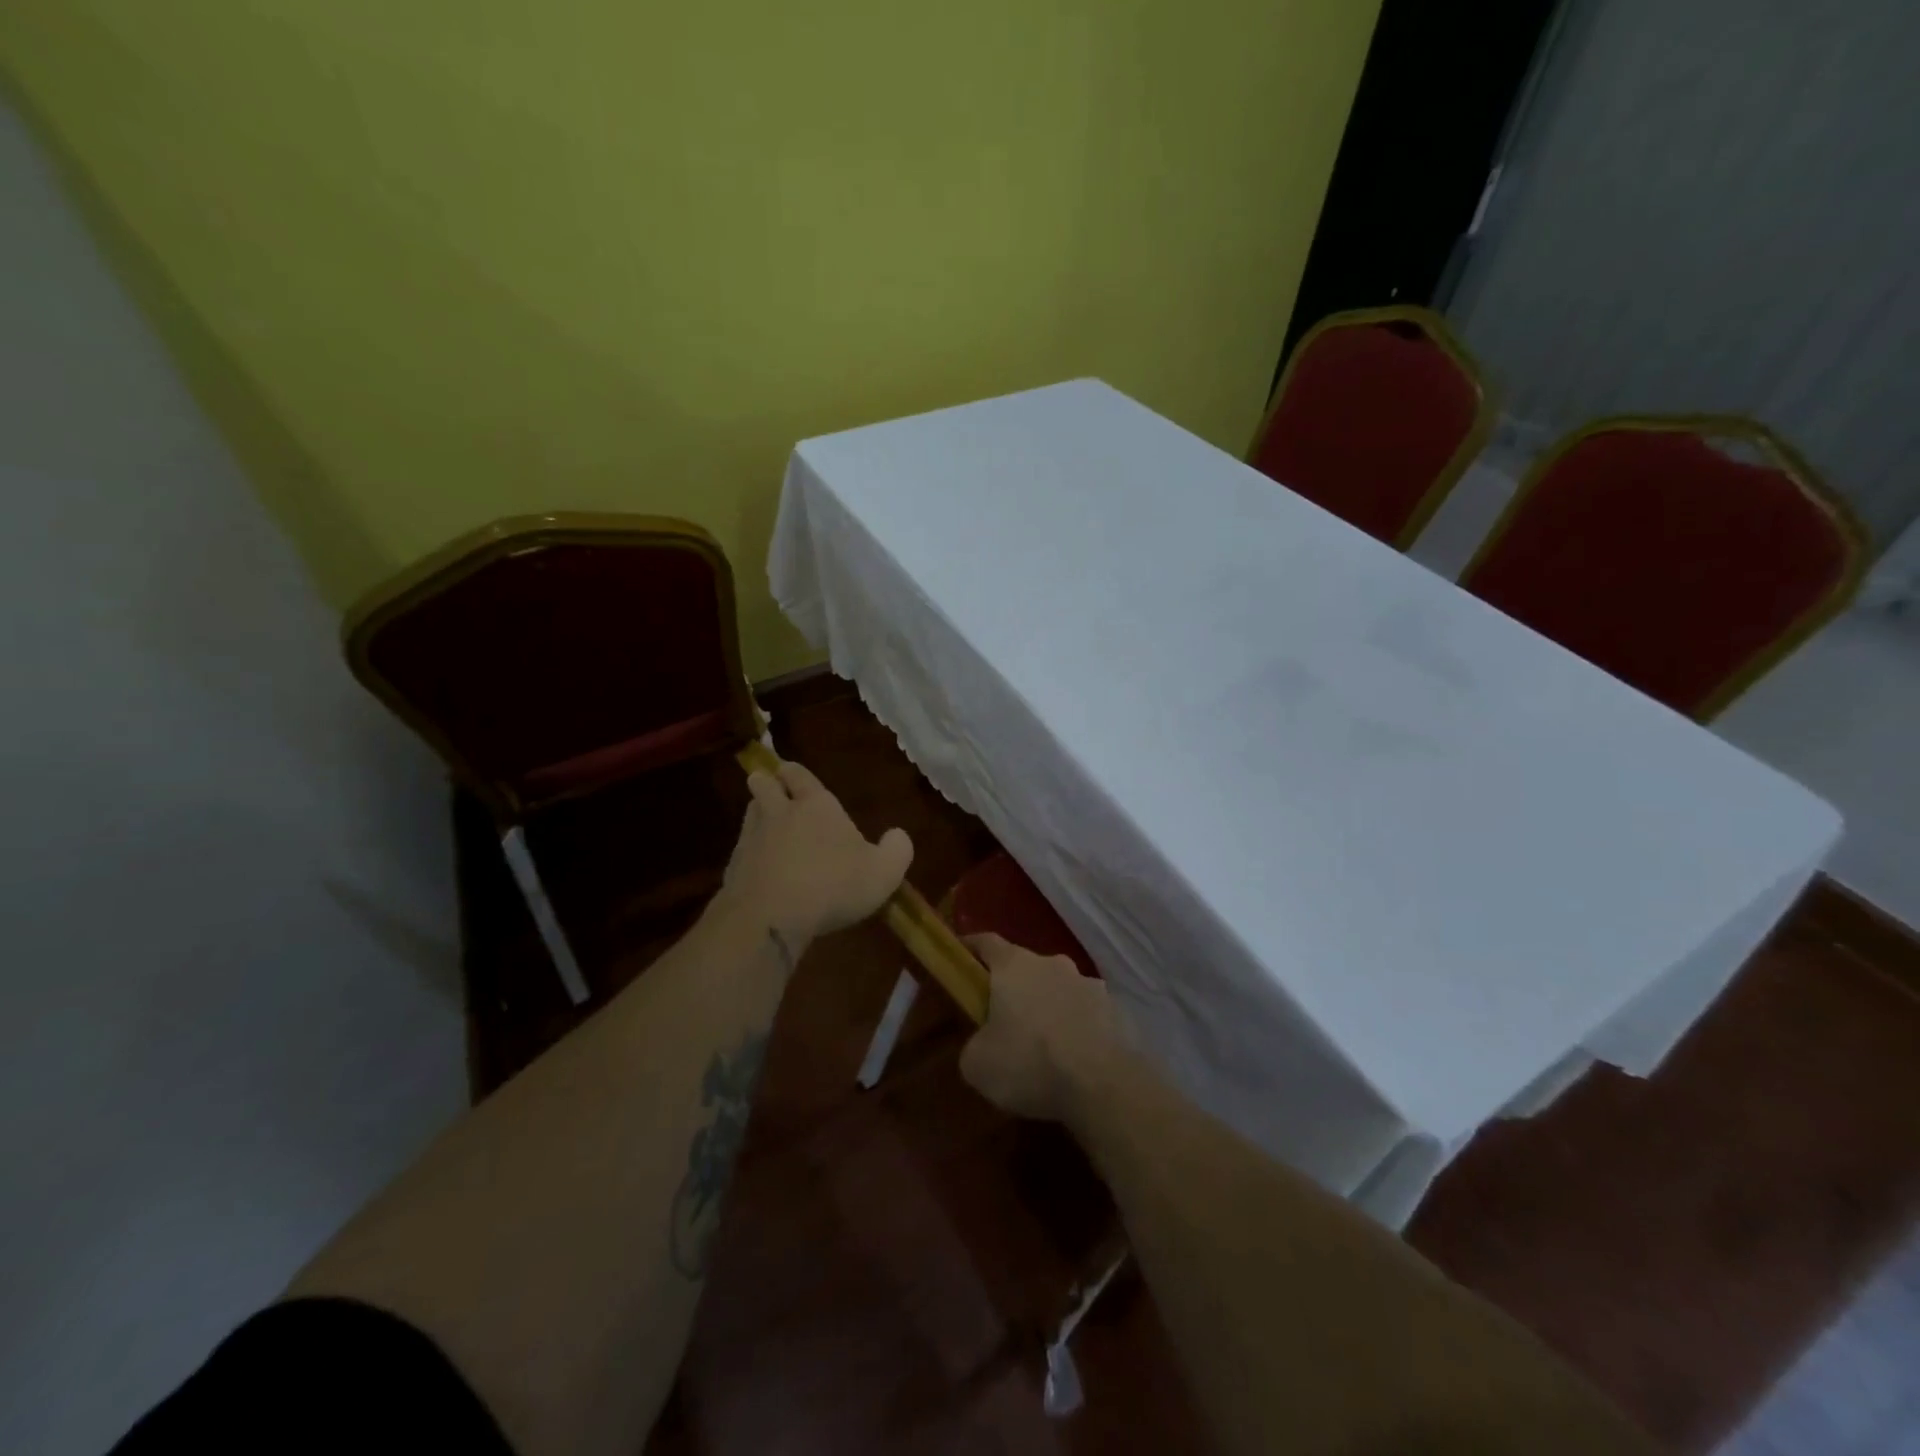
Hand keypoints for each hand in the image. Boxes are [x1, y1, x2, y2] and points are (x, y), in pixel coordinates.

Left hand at [720, 759, 912, 949]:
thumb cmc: (834, 885)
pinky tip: (758, 864)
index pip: (800, 776)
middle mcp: (780, 813)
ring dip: (756, 812)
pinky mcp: (733, 867)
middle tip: (768, 784)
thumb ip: (896, 850)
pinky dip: (748, 850)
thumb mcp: (883, 872)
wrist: (772, 917)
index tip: (789, 770)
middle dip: (766, 782)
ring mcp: (752, 839)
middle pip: (765, 785)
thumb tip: (899, 835)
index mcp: (816, 805)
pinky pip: (741, 848)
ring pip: (750, 813)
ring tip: (763, 818)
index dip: (795, 773)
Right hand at [958, 932, 1124, 1122]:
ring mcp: (1089, 984)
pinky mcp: (1115, 1010)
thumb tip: (983, 1043)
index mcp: (1014, 965)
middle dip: (1014, 988)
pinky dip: (1076, 1029)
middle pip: (1025, 967)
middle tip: (1003, 1020)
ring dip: (1048, 1008)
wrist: (1102, 1085)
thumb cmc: (1029, 1063)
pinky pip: (1086, 1014)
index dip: (971, 947)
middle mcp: (1053, 963)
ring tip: (1043, 1047)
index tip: (961, 957)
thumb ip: (973, 1044)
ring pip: (1059, 990)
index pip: (986, 942)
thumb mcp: (977, 1064)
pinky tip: (1073, 1060)